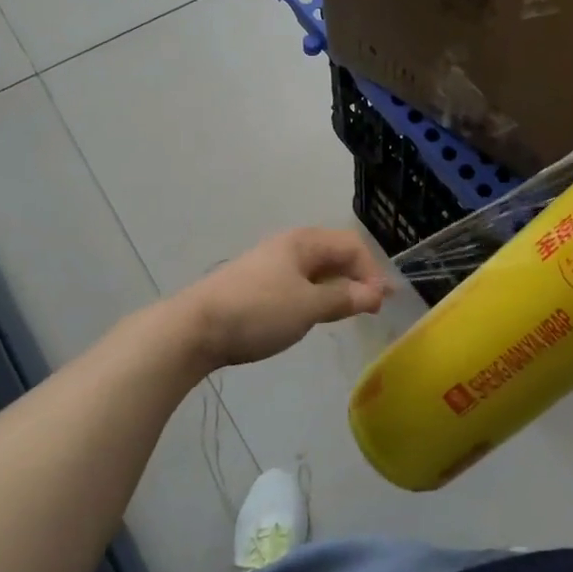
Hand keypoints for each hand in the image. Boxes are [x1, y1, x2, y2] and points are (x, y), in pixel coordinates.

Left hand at [177, 228, 389, 369]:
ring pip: (316, 269)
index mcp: (303, 242)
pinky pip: (298, 282)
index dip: (371, 271)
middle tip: (371, 307)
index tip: (379, 303)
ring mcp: (270, 264)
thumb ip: (344, 298)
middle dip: (357, 277)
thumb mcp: (308, 306)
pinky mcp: (256, 285)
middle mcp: (288, 245)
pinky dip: (316, 294)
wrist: (193, 329)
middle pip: (334, 254)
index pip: (352, 245)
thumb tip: (375, 294)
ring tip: (347, 312)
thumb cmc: (257, 312)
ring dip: (337, 287)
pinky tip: (313, 313)